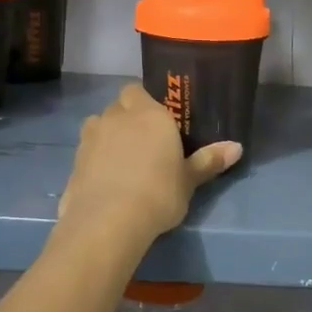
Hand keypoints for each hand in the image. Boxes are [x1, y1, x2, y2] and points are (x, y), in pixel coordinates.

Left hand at [58, 85, 241, 240]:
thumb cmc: (158, 193)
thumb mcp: (189, 180)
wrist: (108, 222)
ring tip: (123, 160)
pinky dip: (95, 160)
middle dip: (127, 117)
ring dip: (108, 135)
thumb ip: (209, 161)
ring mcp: (90, 138)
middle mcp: (116, 117)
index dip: (145, 102)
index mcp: (148, 114)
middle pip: (118, 105)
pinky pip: (87, 151)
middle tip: (144, 141)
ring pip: (98, 125)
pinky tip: (107, 181)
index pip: (138, 90)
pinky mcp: (73, 162)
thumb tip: (237, 147)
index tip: (158, 121)